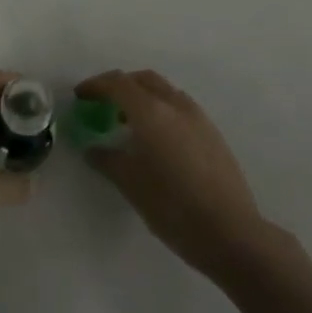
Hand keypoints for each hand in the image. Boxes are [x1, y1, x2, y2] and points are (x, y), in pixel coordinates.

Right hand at [75, 69, 270, 278]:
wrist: (230, 233)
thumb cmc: (172, 206)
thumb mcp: (130, 184)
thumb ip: (107, 160)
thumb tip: (93, 149)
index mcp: (151, 112)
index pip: (118, 83)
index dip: (96, 85)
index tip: (80, 96)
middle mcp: (175, 106)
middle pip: (144, 80)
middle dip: (121, 86)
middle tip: (103, 104)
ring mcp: (199, 118)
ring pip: (165, 92)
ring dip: (144, 98)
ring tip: (129, 124)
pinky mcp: (213, 135)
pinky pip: (180, 109)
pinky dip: (162, 111)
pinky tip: (157, 141)